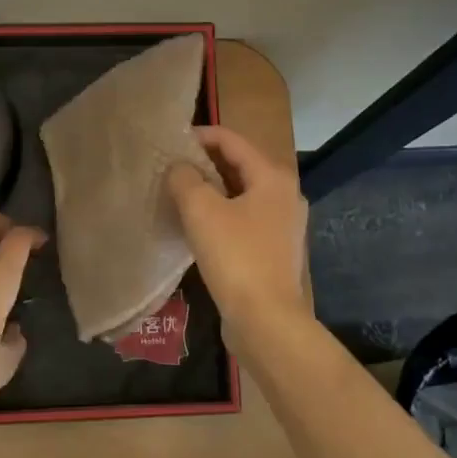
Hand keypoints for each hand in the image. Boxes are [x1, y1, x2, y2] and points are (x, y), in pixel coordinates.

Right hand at [167, 125, 309, 337]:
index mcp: (273, 176)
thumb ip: (185, 180)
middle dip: (205, 162)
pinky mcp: (275, 248)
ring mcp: (283, 223)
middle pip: (240, 164)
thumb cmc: (236, 257)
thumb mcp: (202, 211)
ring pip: (241, 193)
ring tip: (179, 192)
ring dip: (212, 189)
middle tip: (171, 166)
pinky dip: (222, 212)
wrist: (266, 321)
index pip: (232, 140)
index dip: (200, 136)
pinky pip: (244, 217)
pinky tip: (198, 223)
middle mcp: (285, 194)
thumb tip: (179, 168)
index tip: (171, 142)